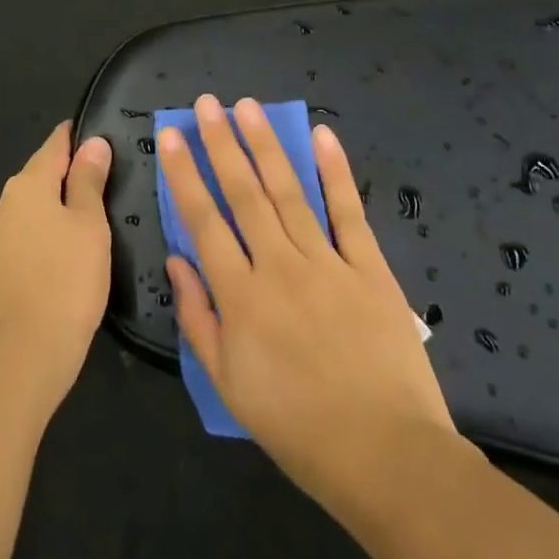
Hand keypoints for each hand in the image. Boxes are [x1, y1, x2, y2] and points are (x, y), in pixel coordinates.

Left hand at [0, 121, 112, 410]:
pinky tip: (72, 244)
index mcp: (27, 183)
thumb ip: (89, 180)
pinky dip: (51, 228)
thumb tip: (93, 143)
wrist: (25, 350)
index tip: (105, 134)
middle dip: (73, 171)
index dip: (79, 136)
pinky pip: (30, 230)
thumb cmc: (66, 278)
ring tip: (98, 210)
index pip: (56, 144)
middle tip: (112, 176)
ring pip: (36, 204)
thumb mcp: (89, 224)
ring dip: (62, 202)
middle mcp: (6, 201)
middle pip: (43, 172)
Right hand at [159, 96, 467, 517]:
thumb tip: (177, 261)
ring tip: (248, 107)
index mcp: (241, 296)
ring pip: (289, 192)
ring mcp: (327, 263)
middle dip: (221, 144)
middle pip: (244, 194)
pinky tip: (323, 136)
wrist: (386, 455)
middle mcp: (279, 266)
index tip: (172, 136)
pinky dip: (336, 172)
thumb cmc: (296, 426)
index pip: (202, 221)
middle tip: (206, 103)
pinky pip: (349, 213)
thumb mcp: (228, 384)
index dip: (184, 174)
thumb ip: (198, 318)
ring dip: (266, 145)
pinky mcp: (370, 269)